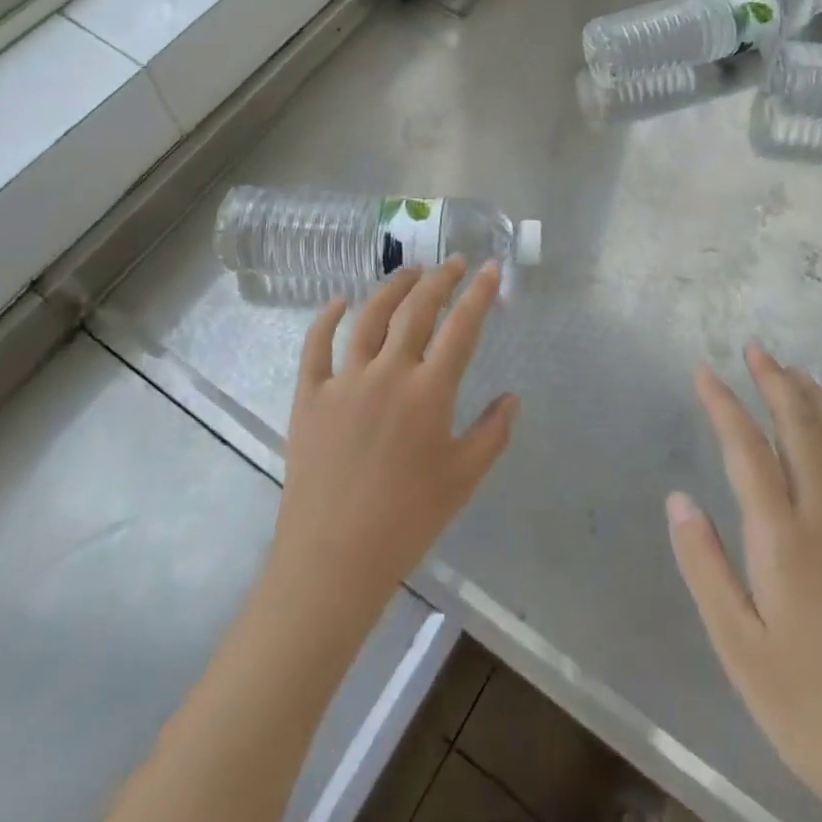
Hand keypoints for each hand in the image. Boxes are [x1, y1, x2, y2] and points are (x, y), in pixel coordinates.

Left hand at [267, 259, 518, 626]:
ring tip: (410, 272)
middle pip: (416, 310)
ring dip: (393, 287)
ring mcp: (344, 380)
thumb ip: (492, 433)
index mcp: (429, 392)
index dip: (480, 294)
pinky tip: (340, 300)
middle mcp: (388, 373)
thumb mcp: (463, 479)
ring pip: (370, 317)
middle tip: (453, 263)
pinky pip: (316, 344)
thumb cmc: (407, 520)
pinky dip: (328, 316)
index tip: (491, 268)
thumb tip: (512, 398)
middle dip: (439, 280)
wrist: (334, 557)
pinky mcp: (309, 394)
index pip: (461, 327)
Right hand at [668, 344, 821, 821]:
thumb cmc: (813, 713)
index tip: (704, 372)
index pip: (747, 450)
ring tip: (801, 374)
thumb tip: (679, 499)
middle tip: (757, 349)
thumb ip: (705, 567)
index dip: (724, 405)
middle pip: (803, 432)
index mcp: (784, 540)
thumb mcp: (739, 649)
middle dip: (777, 384)